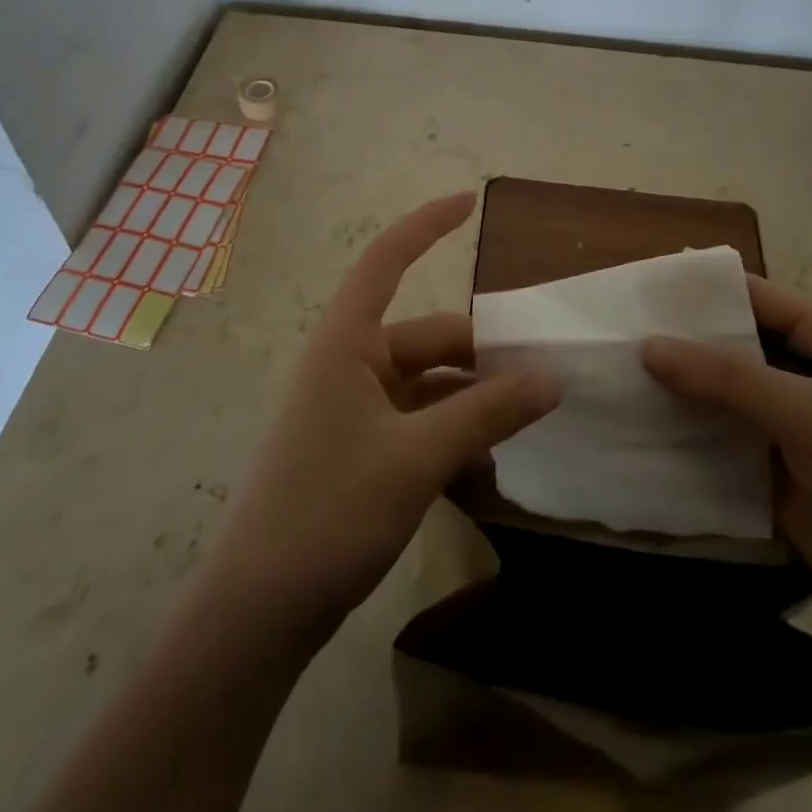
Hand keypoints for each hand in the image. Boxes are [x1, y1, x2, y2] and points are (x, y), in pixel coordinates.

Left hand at [208, 192, 559, 645]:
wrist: (260, 610)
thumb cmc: (328, 511)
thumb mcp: (416, 458)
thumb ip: (486, 414)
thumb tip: (551, 380)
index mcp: (346, 343)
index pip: (386, 261)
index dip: (425, 225)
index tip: (468, 200)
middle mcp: (350, 363)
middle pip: (428, 337)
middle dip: (482, 351)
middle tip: (544, 375)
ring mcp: (354, 408)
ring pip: (429, 383)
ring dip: (473, 397)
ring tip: (528, 419)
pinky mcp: (360, 447)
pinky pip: (419, 419)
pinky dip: (454, 429)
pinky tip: (490, 457)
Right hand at [643, 276, 811, 667]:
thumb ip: (731, 380)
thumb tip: (648, 345)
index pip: (755, 297)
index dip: (699, 291)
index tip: (636, 289)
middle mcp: (804, 376)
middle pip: (729, 345)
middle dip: (676, 341)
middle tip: (608, 334)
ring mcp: (785, 428)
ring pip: (716, 395)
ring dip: (672, 389)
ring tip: (607, 376)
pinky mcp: (769, 475)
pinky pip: (716, 443)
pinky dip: (681, 435)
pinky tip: (634, 429)